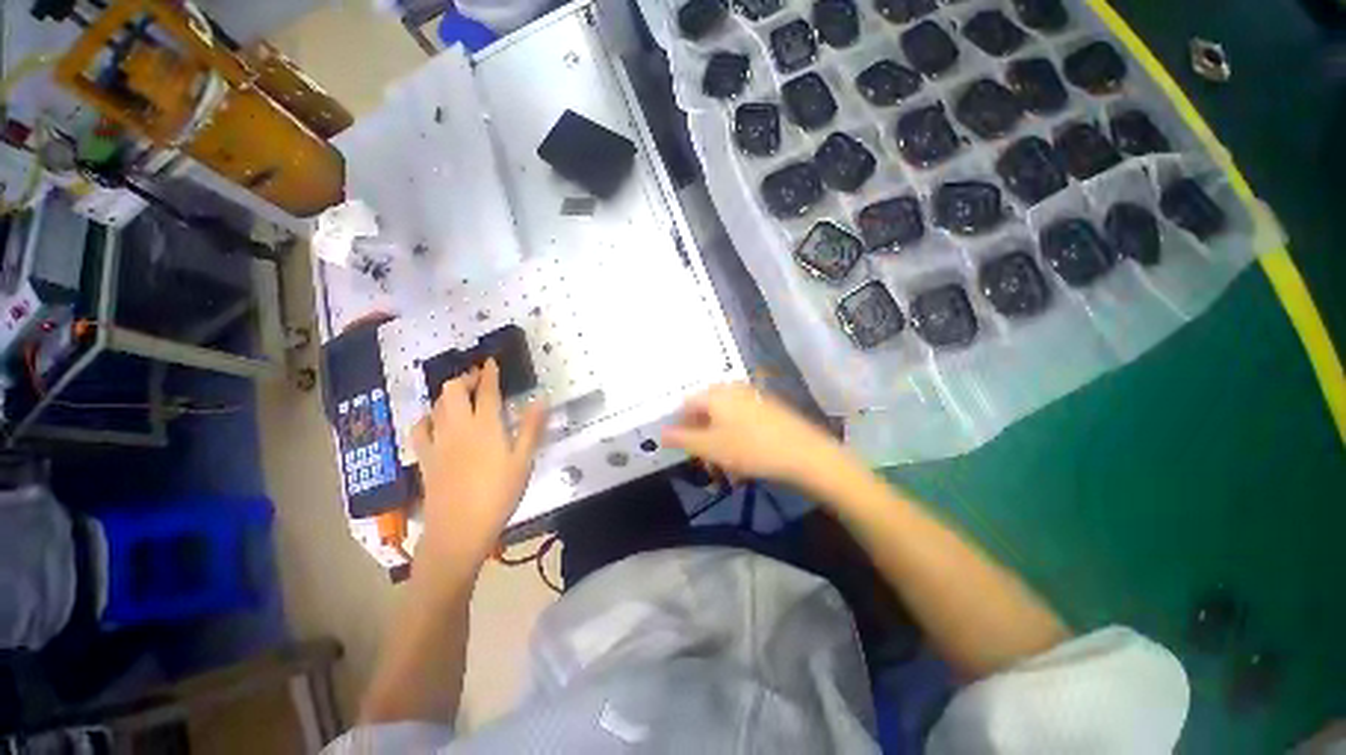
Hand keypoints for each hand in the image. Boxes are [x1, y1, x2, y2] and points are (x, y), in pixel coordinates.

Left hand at [410, 359, 547, 576]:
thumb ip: (531, 427)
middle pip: (453, 391)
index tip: (491, 361)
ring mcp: (438, 441)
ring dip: (447, 394)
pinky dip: (427, 417)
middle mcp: (458, 427)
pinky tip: (434, 420)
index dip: (489, 373)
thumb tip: (541, 399)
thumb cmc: (499, 494)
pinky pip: (420, 429)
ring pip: (436, 405)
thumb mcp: (524, 461)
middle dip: (464, 378)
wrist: (459, 529)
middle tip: (478, 378)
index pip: (487, 391)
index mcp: (486, 426)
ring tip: (460, 394)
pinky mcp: (425, 458)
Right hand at [661, 383, 848, 492]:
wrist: (804, 453)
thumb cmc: (751, 449)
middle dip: (700, 431)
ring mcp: (751, 395)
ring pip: (723, 413)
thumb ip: (682, 439)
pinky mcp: (767, 405)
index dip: (680, 425)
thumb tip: (661, 433)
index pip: (686, 404)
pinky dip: (734, 431)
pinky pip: (740, 415)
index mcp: (715, 394)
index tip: (683, 447)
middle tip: (703, 456)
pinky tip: (743, 451)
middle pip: (705, 407)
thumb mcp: (711, 447)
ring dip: (717, 434)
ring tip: (723, 459)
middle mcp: (731, 388)